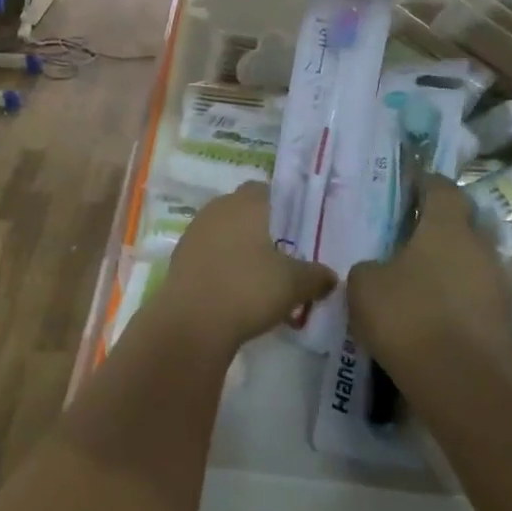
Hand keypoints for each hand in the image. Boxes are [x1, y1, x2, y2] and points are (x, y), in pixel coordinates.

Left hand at [152, 182, 335, 355]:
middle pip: (244, 210)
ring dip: (241, 247)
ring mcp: (195, 230)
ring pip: (225, 231)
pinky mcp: (181, 255)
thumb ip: (316, 275)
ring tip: (262, 276)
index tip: (298, 232)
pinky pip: (209, 252)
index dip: (284, 208)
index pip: (267, 191)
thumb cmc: (248, 289)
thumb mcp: (294, 284)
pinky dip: (223, 263)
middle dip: (263, 229)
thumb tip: (330, 275)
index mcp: (245, 203)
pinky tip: (235, 288)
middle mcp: (218, 208)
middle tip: (284, 255)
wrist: (193, 320)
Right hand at [347, 175, 511, 369]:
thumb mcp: (365, 285)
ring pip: (471, 264)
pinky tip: (430, 314)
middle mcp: (480, 250)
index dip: (426, 182)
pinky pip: (475, 298)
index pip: (442, 189)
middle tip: (408, 234)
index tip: (409, 182)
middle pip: (463, 225)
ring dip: (448, 266)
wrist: (466, 388)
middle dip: (439, 227)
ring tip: (416, 278)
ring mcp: (499, 288)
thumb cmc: (409, 318)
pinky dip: (455, 300)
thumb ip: (370, 267)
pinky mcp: (505, 325)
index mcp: (447, 228)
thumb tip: (380, 270)